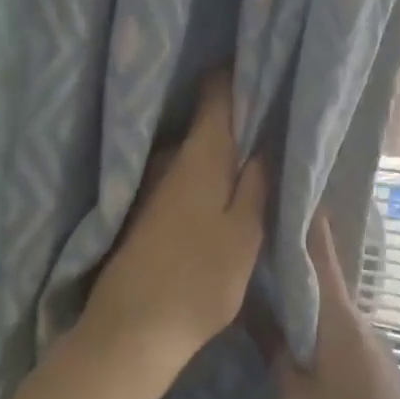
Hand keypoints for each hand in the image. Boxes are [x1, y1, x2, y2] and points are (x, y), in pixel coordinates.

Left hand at [86, 74, 268, 373]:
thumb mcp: (245, 233)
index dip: (238, 75)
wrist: (131, 330)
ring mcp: (149, 183)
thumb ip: (258, 184)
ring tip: (250, 154)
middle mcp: (169, 158)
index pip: (216, 93)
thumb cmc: (199, 279)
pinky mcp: (139, 209)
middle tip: (268, 118)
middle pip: (204, 120)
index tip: (261, 68)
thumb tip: (265, 142)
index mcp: (199, 155)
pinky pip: (178, 174)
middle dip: (234, 116)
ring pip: (191, 150)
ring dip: (217, 148)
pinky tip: (216, 191)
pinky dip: (199, 173)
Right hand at [260, 214, 399, 398]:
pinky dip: (315, 321)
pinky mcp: (374, 370)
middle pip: (326, 278)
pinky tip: (292, 331)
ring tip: (262, 281)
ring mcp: (372, 348)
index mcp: (343, 323)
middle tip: (254, 238)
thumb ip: (275, 351)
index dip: (306, 221)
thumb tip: (256, 307)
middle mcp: (362, 324)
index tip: (285, 188)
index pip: (322, 256)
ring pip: (331, 307)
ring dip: (303, 292)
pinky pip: (339, 331)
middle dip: (295, 256)